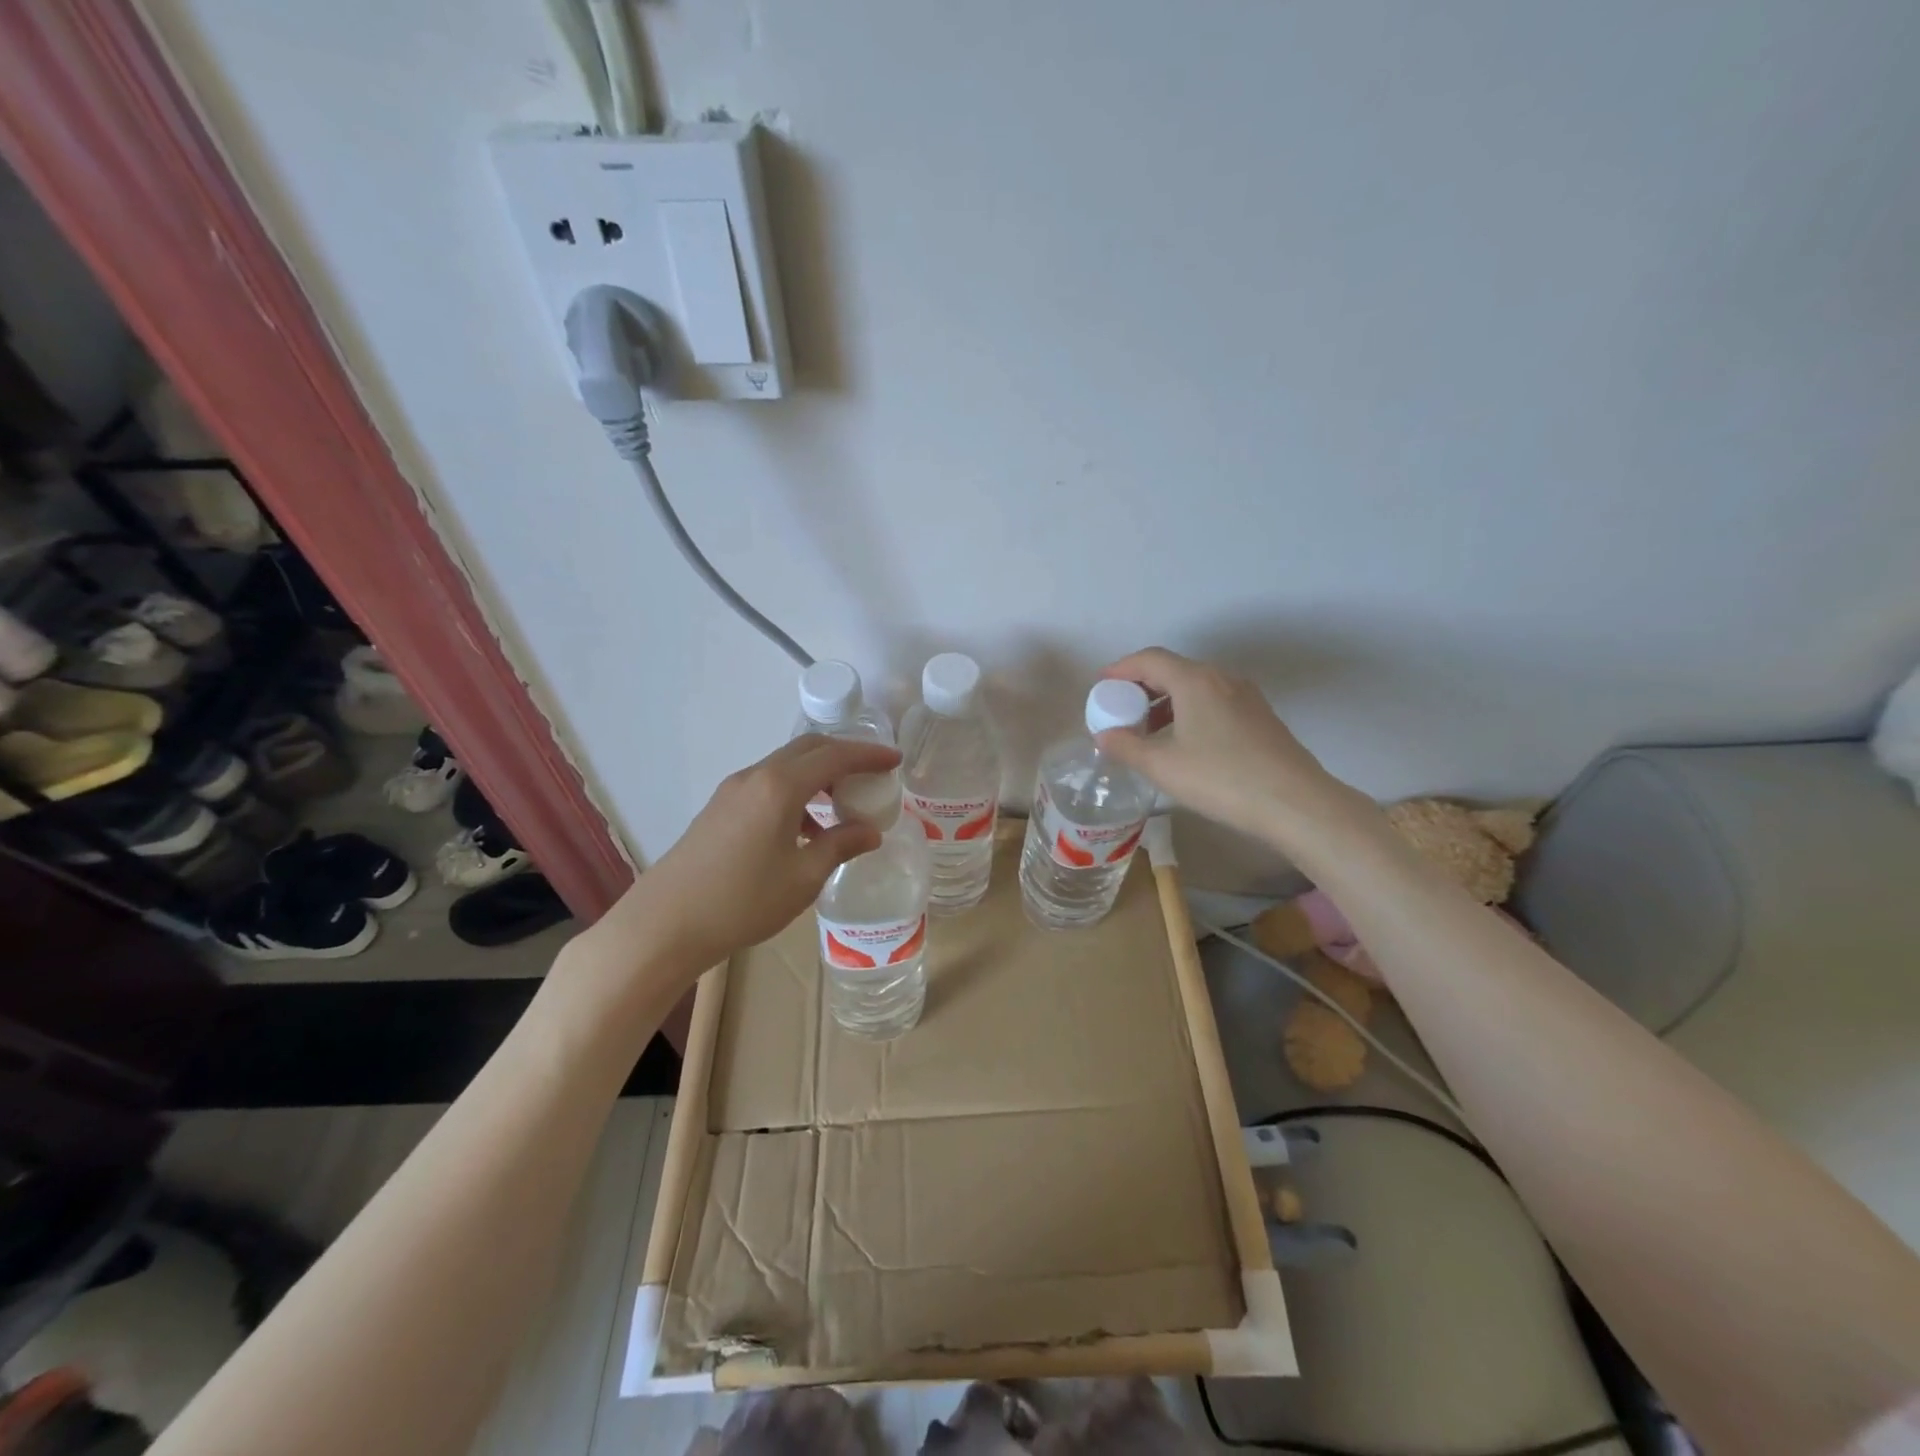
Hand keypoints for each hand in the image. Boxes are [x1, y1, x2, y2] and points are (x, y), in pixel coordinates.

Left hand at [592, 734, 902, 977]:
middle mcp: (755, 776)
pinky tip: (806, 829)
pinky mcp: (720, 808)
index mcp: (780, 787)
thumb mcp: (803, 877)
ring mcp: (733, 790)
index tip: (895, 760)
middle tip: (872, 775)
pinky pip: (768, 785)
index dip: (868, 755)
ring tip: (842, 806)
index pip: (834, 756)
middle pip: (807, 749)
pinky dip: (795, 792)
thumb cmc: (743, 901)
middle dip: (844, 755)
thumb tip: (869, 831)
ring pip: (785, 766)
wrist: (665, 924)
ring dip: (818, 775)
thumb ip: (840, 846)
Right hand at [1095, 647, 1360, 844]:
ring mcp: (1246, 696)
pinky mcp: (1260, 717)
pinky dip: (1189, 712)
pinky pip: (1214, 702)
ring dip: (1165, 703)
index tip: (1101, 686)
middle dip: (1141, 687)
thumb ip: (1126, 747)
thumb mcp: (1162, 766)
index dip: (1120, 669)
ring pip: (1195, 687)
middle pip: (1173, 670)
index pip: (1149, 659)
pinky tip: (1183, 744)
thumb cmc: (1221, 778)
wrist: (1295, 803)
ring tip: (1147, 733)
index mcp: (1195, 680)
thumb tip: (1104, 735)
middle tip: (1120, 712)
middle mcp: (1222, 678)